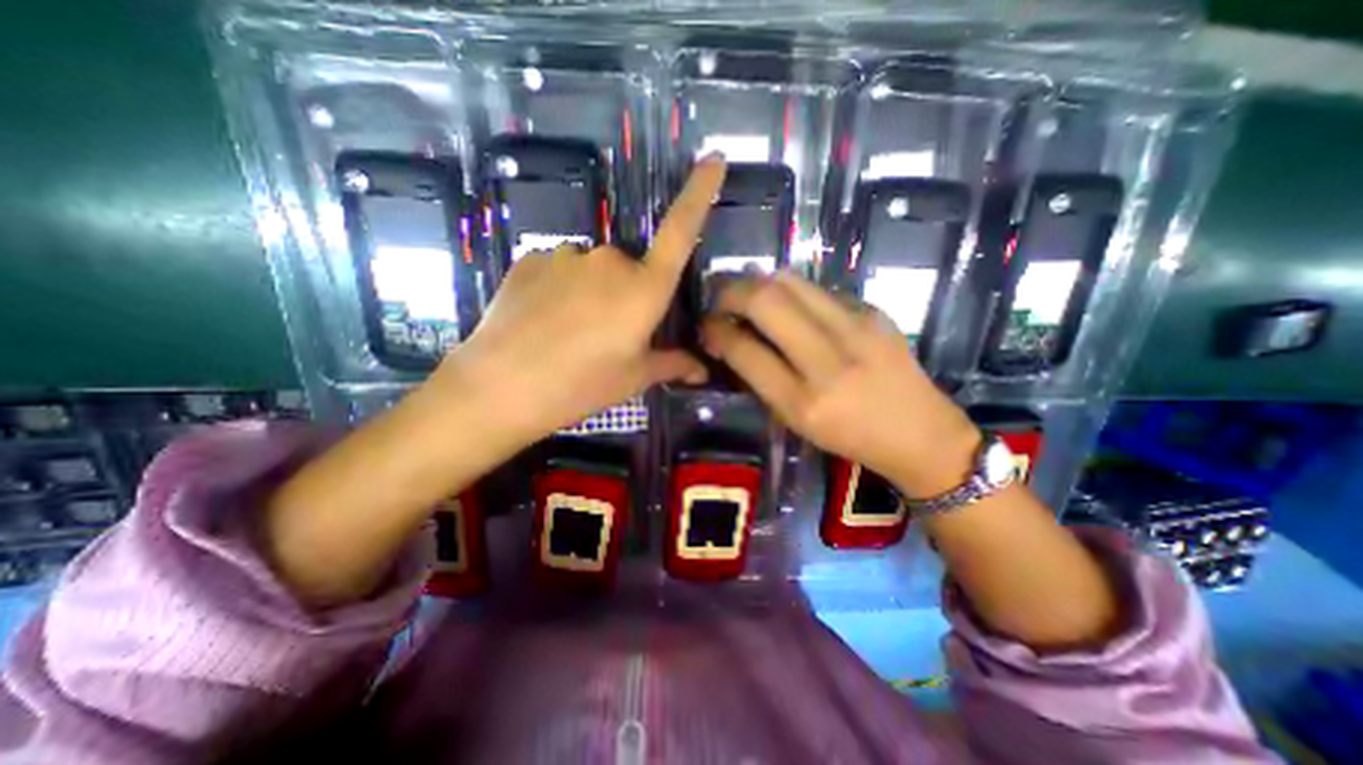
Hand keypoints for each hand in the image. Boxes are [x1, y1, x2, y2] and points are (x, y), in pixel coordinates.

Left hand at [438, 154, 728, 441]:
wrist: (499, 386)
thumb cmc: (580, 385)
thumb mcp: (633, 377)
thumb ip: (671, 364)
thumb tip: (702, 370)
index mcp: (644, 289)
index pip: (681, 231)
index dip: (699, 193)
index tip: (713, 159)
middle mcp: (610, 260)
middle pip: (631, 268)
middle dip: (627, 296)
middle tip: (607, 336)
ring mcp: (567, 255)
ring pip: (594, 271)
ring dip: (592, 294)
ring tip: (570, 334)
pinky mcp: (531, 259)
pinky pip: (561, 270)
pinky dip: (561, 290)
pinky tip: (544, 322)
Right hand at [701, 273, 979, 497]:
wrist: (921, 433)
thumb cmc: (849, 437)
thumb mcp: (796, 421)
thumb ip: (760, 377)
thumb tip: (730, 338)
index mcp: (803, 401)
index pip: (744, 348)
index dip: (715, 330)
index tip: (706, 326)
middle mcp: (828, 359)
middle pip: (765, 299)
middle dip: (730, 292)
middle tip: (720, 302)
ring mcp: (857, 328)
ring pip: (790, 281)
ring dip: (758, 284)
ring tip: (749, 298)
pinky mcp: (874, 311)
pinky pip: (817, 289)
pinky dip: (792, 293)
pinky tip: (791, 309)